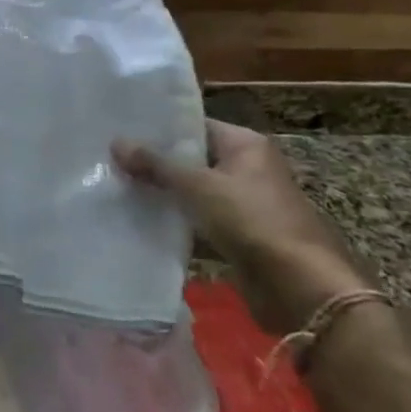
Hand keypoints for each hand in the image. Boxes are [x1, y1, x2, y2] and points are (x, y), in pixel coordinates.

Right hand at [113, 120, 374, 336]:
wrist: (299, 286)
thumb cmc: (252, 220)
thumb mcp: (197, 185)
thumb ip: (155, 164)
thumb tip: (116, 142)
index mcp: (245, 145)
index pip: (194, 124)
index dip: (159, 127)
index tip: (120, 128)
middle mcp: (247, 167)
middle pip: (192, 157)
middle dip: (155, 160)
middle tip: (111, 156)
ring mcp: (244, 202)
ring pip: (193, 189)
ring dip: (163, 190)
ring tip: (117, 183)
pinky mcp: (238, 233)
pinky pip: (199, 217)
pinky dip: (176, 217)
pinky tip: (140, 216)